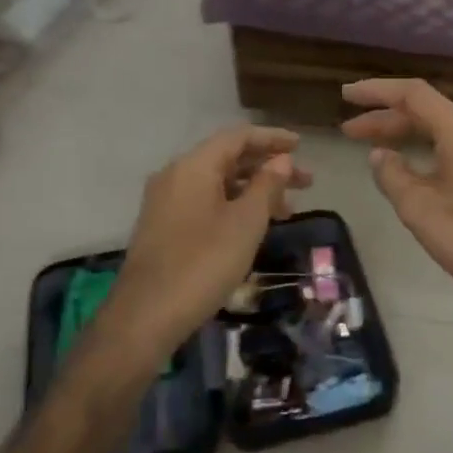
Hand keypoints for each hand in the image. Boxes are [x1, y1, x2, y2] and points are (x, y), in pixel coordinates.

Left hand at [102, 127, 311, 354]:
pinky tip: (254, 225)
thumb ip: (266, 185)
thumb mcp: (246, 222)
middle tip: (306, 183)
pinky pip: (205, 201)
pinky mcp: (164, 226)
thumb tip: (281, 160)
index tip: (301, 146)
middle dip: (268, 167)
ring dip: (254, 189)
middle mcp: (176, 175)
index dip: (272, 138)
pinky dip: (234, 204)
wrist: (146, 315)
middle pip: (228, 158)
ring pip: (218, 182)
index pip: (238, 137)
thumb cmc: (203, 262)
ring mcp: (166, 201)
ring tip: (288, 209)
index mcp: (194, 166)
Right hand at [340, 78, 452, 314]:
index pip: (414, 95)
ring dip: (406, 134)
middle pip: (427, 111)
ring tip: (370, 146)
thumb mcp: (420, 209)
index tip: (346, 95)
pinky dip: (428, 148)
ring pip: (442, 130)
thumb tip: (380, 155)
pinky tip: (409, 164)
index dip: (377, 92)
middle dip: (386, 118)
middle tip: (348, 130)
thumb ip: (393, 175)